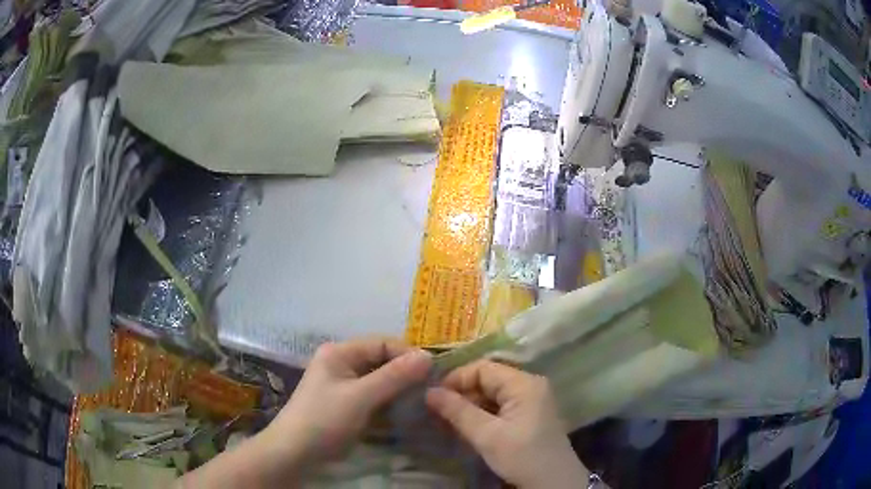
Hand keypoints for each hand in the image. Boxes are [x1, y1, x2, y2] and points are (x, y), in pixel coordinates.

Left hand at [179, 339, 430, 488]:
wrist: (295, 452)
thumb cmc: (325, 419)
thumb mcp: (361, 397)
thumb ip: (394, 376)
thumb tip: (428, 356)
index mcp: (339, 352)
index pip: (381, 343)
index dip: (407, 354)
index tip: (432, 371)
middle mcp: (341, 363)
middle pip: (381, 360)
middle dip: (405, 373)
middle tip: (430, 388)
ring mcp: (343, 385)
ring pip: (379, 380)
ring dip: (399, 389)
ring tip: (422, 400)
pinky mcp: (346, 404)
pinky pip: (374, 396)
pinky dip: (389, 402)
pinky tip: (404, 412)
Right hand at [426, 360, 588, 488]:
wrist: (554, 483)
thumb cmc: (522, 456)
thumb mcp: (487, 436)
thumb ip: (458, 411)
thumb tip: (429, 392)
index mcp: (524, 383)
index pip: (483, 368)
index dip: (456, 379)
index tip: (434, 397)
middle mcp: (530, 385)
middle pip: (488, 380)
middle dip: (461, 394)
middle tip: (437, 412)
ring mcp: (532, 401)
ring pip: (493, 395)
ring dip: (470, 406)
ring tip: (448, 421)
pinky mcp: (530, 416)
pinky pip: (501, 407)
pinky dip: (482, 415)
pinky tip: (467, 428)